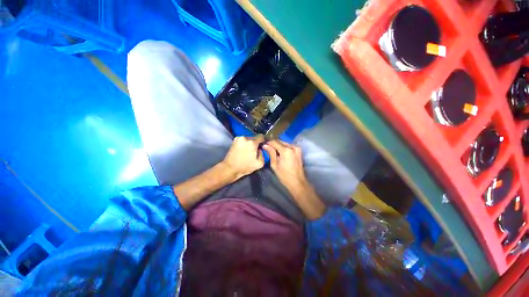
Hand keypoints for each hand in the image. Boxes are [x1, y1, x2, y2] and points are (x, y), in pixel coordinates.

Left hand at [222, 135, 265, 179]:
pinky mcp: (234, 141)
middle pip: (254, 137)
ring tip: (248, 151)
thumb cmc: (245, 167)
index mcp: (252, 142)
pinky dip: (245, 144)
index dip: (263, 141)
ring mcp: (239, 138)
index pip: (261, 136)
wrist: (230, 168)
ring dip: (250, 143)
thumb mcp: (259, 164)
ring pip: (248, 139)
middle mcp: (245, 138)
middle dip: (256, 143)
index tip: (262, 146)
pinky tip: (244, 150)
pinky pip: (243, 140)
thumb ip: (263, 154)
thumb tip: (260, 149)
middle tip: (255, 151)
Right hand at [263, 140, 325, 218]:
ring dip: (278, 145)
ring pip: (284, 143)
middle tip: (267, 148)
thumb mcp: (275, 164)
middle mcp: (292, 146)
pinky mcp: (299, 151)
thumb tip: (265, 145)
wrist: (297, 182)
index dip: (268, 142)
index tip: (263, 145)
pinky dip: (283, 148)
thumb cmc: (284, 175)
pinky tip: (280, 153)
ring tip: (272, 151)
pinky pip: (289, 146)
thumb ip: (271, 153)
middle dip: (273, 144)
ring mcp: (297, 148)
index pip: (274, 142)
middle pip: (280, 141)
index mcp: (286, 150)